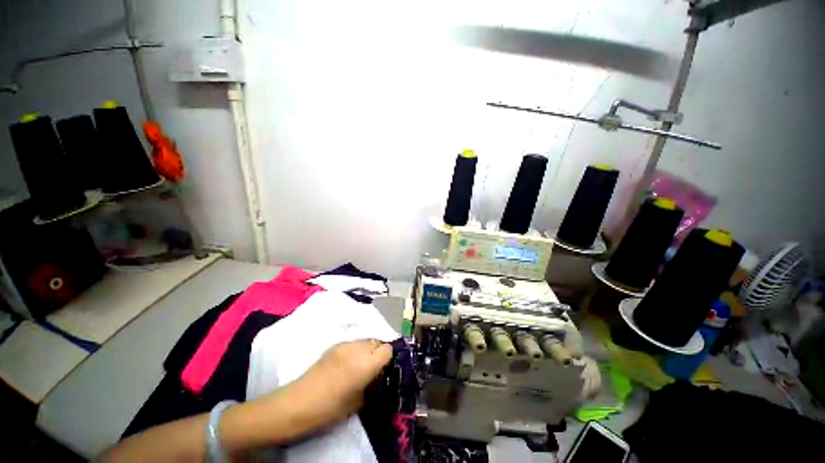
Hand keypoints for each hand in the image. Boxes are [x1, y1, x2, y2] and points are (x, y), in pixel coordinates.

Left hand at [279, 340, 392, 431]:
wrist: (298, 403)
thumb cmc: (329, 409)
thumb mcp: (357, 402)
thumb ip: (371, 385)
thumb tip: (376, 377)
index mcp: (365, 363)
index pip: (387, 349)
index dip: (387, 359)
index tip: (383, 369)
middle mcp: (357, 349)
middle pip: (376, 342)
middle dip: (377, 353)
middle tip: (371, 369)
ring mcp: (344, 344)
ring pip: (364, 341)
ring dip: (366, 351)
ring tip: (357, 366)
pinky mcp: (334, 345)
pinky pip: (352, 343)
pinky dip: (354, 350)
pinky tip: (345, 364)